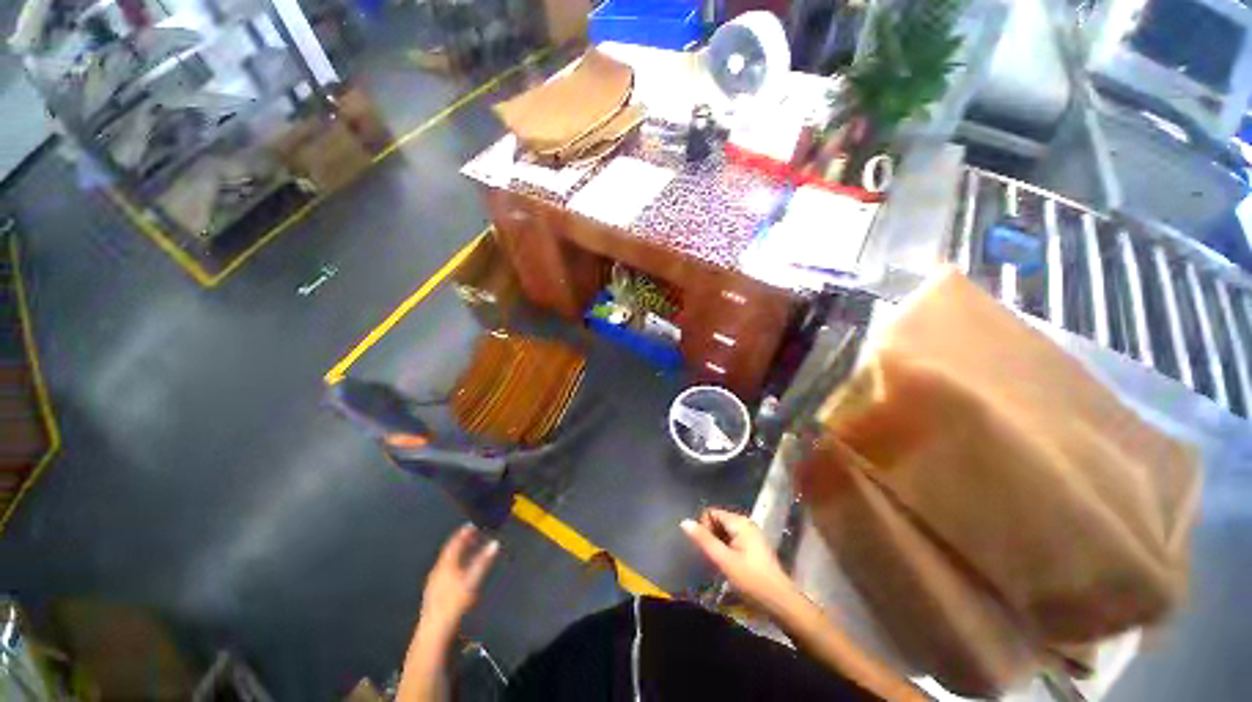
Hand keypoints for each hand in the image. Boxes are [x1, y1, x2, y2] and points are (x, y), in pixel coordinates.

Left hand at [419, 524, 498, 635]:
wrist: (435, 630)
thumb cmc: (454, 603)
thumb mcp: (472, 580)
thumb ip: (483, 561)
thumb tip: (494, 543)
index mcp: (446, 563)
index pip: (454, 542)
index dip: (464, 532)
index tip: (473, 524)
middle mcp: (438, 569)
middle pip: (450, 550)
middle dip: (462, 541)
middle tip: (474, 534)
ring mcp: (434, 581)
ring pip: (447, 560)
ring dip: (459, 552)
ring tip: (469, 549)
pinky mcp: (434, 592)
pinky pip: (445, 570)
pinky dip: (455, 563)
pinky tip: (460, 570)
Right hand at [681, 508, 798, 613]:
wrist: (781, 602)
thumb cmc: (751, 580)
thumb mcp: (724, 560)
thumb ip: (704, 540)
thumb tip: (684, 522)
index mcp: (740, 522)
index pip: (712, 513)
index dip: (704, 527)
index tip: (705, 548)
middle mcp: (746, 523)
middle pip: (718, 520)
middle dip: (711, 536)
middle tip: (712, 558)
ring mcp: (751, 535)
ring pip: (725, 531)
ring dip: (718, 544)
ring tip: (719, 563)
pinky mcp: (754, 547)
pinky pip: (733, 539)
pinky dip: (726, 548)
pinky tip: (728, 565)